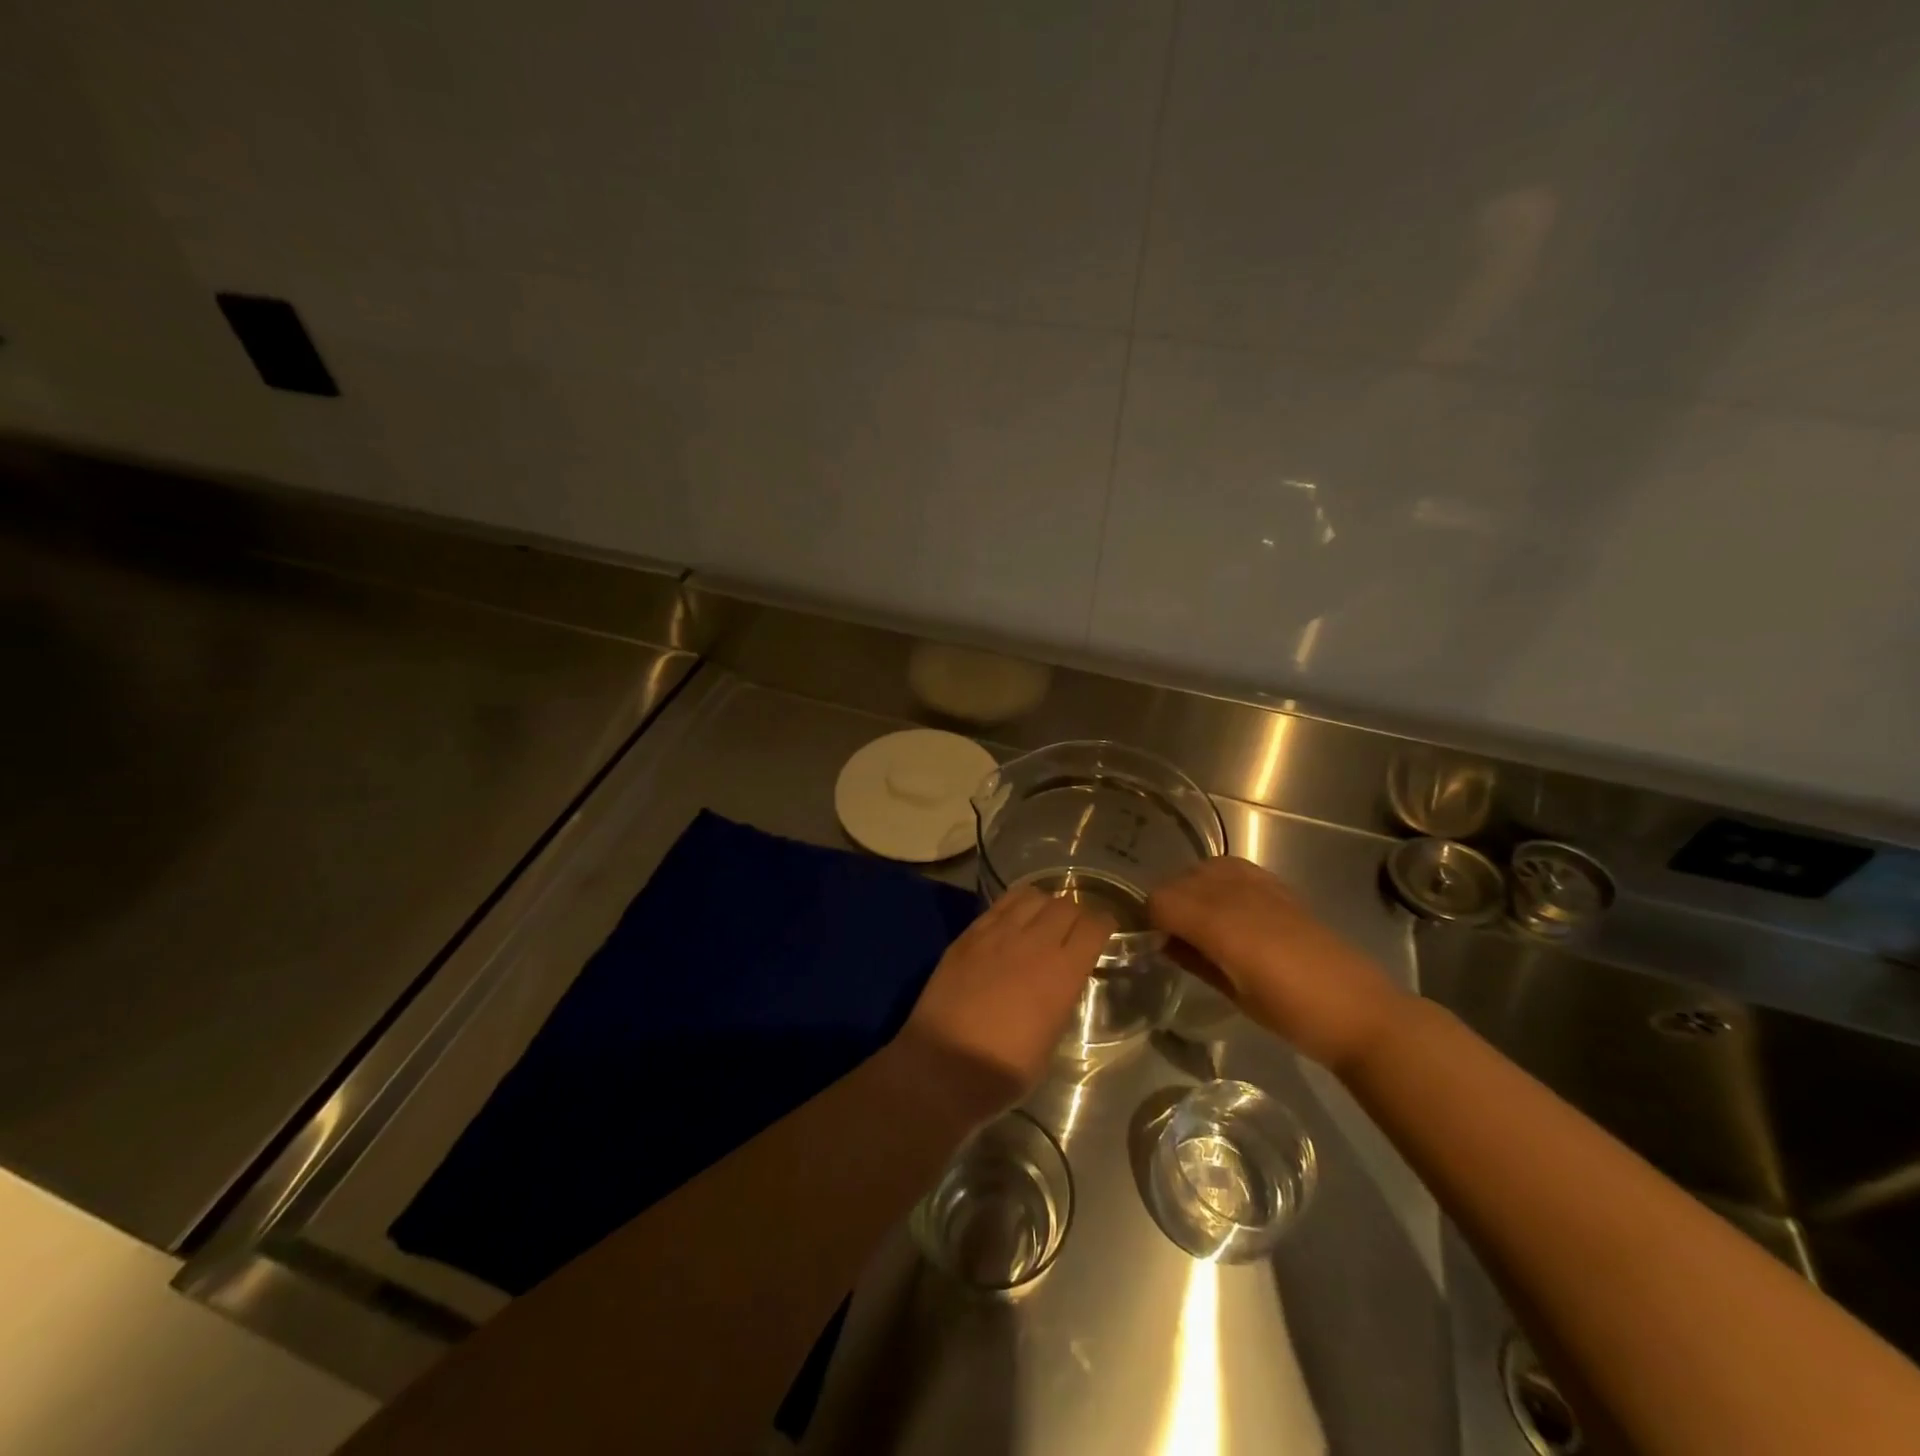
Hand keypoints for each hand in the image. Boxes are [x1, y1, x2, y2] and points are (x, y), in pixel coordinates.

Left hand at [891, 884, 1112, 1126]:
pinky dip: (1015, 905)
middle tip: (1075, 929)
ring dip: (1046, 905)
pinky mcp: (969, 935)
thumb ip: (1061, 1000)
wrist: (942, 1066)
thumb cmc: (1003, 1070)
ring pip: (1032, 897)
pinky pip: (1000, 905)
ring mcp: (997, 934)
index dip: (1105, 924)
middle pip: (1065, 904)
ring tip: (1044, 920)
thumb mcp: (1051, 1041)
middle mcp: (1034, 943)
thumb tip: (1061, 982)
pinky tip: (1014, 920)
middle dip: (1077, 913)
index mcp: (1062, 973)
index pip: (1094, 926)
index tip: (1105, 930)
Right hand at [1148, 857, 1410, 1071]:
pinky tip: (1226, 908)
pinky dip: (1218, 881)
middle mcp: (1236, 894)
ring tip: (1197, 921)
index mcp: (1221, 925)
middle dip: (1168, 904)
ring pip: (1204, 868)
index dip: (1149, 919)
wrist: (1361, 1012)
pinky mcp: (1280, 887)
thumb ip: (1195, 960)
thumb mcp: (1234, 995)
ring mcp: (1261, 886)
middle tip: (1172, 936)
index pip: (1161, 900)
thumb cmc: (1294, 1015)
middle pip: (1179, 880)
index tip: (1150, 941)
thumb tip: (1164, 942)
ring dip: (1191, 889)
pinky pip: (1234, 868)